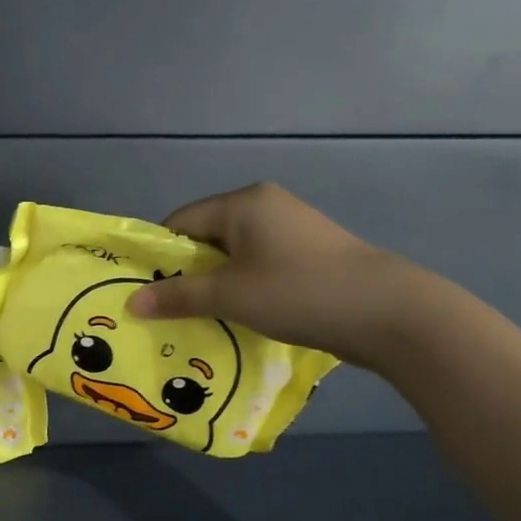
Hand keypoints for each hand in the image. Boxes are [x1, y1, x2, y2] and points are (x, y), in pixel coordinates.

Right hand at [127, 182, 438, 369]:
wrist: (389, 312)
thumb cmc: (298, 292)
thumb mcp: (229, 296)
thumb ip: (178, 297)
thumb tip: (131, 303)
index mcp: (242, 202)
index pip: (179, 222)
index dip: (159, 257)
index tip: (147, 292)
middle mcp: (265, 205)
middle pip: (205, 237)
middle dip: (187, 274)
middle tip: (170, 311)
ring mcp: (290, 227)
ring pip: (232, 254)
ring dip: (215, 284)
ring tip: (202, 318)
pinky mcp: (308, 252)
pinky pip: (258, 264)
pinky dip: (243, 287)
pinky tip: (241, 315)